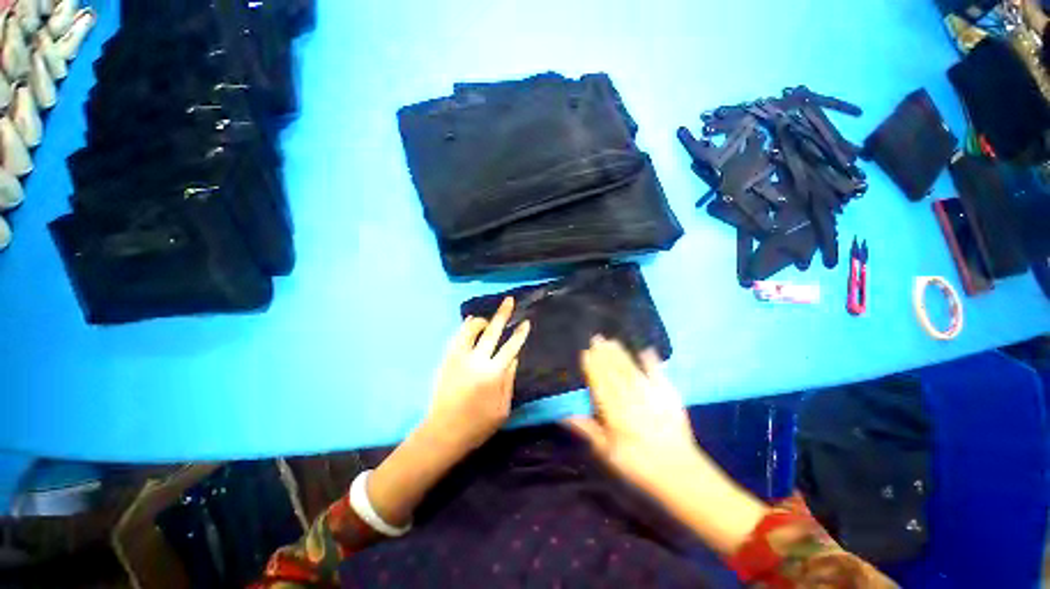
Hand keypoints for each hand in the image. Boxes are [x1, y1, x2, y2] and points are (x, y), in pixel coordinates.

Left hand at [424, 296, 530, 457]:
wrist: (444, 432)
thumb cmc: (478, 425)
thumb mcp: (503, 408)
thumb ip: (509, 380)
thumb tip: (514, 357)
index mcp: (494, 374)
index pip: (511, 347)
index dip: (519, 334)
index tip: (525, 322)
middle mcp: (477, 361)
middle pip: (492, 331)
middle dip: (503, 314)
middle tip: (509, 300)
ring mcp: (459, 358)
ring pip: (471, 329)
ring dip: (481, 320)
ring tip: (488, 318)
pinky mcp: (447, 360)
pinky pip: (456, 337)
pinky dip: (465, 327)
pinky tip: (470, 323)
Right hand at [566, 336, 766, 554]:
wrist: (679, 473)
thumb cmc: (637, 464)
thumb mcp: (607, 452)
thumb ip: (587, 429)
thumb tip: (564, 414)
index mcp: (614, 412)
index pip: (600, 383)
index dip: (592, 367)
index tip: (586, 352)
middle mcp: (630, 398)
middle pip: (614, 372)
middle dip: (604, 354)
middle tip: (597, 338)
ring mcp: (650, 394)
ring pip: (631, 369)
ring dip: (621, 354)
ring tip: (612, 341)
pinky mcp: (669, 396)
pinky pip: (658, 375)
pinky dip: (652, 362)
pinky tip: (646, 350)